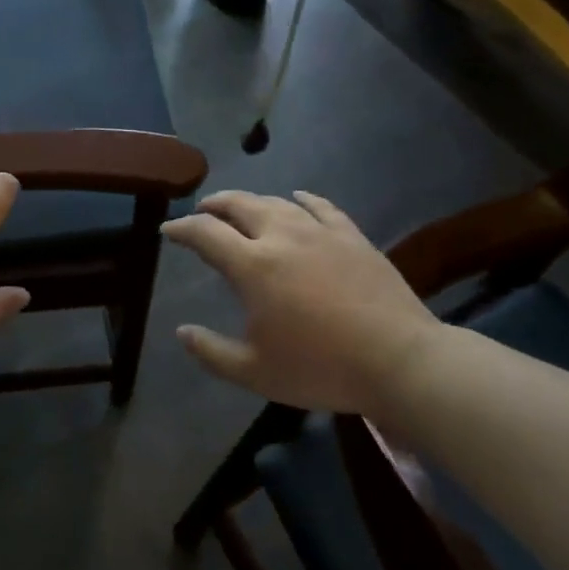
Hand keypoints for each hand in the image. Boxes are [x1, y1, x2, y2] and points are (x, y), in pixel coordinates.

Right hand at [163, 191, 437, 413]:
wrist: (400, 360)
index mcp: (252, 266)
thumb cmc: (321, 368)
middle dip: (215, 204)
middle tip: (203, 211)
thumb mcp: (255, 372)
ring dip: (252, 201)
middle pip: (239, 205)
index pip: (205, 233)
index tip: (169, 229)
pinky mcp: (351, 236)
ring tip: (242, 207)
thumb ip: (212, 352)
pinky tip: (298, 197)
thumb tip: (183, 332)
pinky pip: (321, 206)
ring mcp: (320, 231)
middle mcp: (281, 236)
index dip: (182, 228)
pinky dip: (302, 198)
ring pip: (277, 202)